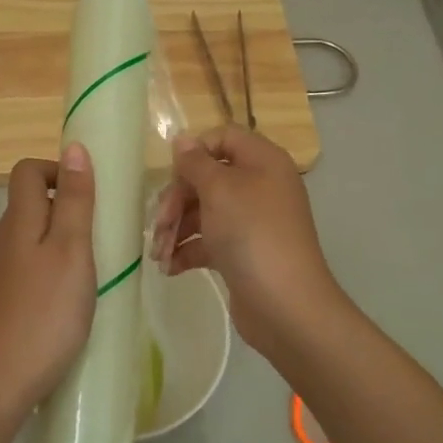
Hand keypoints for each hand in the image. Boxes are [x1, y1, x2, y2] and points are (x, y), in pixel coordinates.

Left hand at [0, 145, 96, 416]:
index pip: (27, 171)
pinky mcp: (6, 300)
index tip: (92, 193)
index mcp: (18, 220)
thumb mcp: (71, 250)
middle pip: (31, 203)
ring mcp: (2, 273)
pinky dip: (56, 268)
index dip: (58, 170)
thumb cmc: (44, 312)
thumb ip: (75, 200)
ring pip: (34, 237)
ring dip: (66, 240)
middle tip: (104, 232)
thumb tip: (73, 147)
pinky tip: (76, 297)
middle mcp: (4, 240)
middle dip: (69, 207)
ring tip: (98, 266)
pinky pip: (33, 267)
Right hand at [150, 125, 343, 356]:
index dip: (194, 153)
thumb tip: (182, 139)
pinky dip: (187, 251)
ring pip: (203, 212)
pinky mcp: (241, 253)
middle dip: (176, 201)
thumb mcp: (219, 189)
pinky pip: (208, 241)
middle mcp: (259, 186)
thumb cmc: (252, 234)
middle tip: (159, 226)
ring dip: (175, 229)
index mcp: (262, 161)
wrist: (284, 304)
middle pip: (206, 178)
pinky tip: (170, 268)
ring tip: (158, 255)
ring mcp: (250, 222)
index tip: (172, 176)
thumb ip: (195, 162)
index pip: (222, 138)